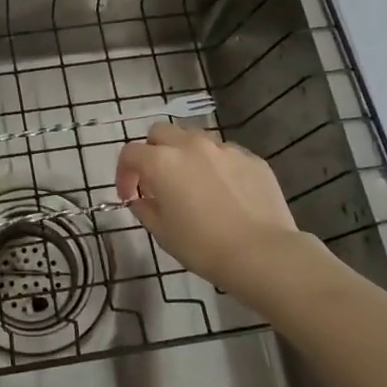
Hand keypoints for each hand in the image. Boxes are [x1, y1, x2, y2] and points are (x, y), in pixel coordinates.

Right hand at [115, 122, 325, 300]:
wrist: (262, 253)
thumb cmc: (203, 246)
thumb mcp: (162, 233)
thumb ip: (144, 208)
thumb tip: (141, 198)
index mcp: (162, 161)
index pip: (130, 153)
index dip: (124, 174)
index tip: (130, 196)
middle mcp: (190, 145)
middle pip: (160, 133)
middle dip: (152, 152)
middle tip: (158, 180)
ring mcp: (224, 148)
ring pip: (194, 138)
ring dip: (185, 155)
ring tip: (193, 183)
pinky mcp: (251, 158)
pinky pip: (225, 154)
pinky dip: (216, 166)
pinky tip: (225, 192)